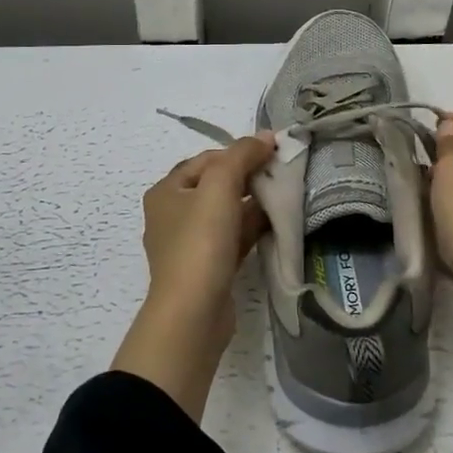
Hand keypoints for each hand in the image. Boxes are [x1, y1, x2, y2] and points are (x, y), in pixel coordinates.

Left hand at [112, 132, 274, 421]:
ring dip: (254, 202)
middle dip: (250, 177)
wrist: (193, 315)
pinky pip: (234, 237)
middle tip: (282, 173)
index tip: (273, 153)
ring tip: (286, 195)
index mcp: (167, 191)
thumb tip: (266, 137)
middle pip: (217, 185)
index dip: (239, 152)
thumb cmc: (200, 242)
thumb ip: (242, 155)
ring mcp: (190, 244)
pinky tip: (277, 222)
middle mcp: (174, 214)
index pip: (208, 159)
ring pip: (227, 212)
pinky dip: (253, 227)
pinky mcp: (208, 268)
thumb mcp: (220, 185)